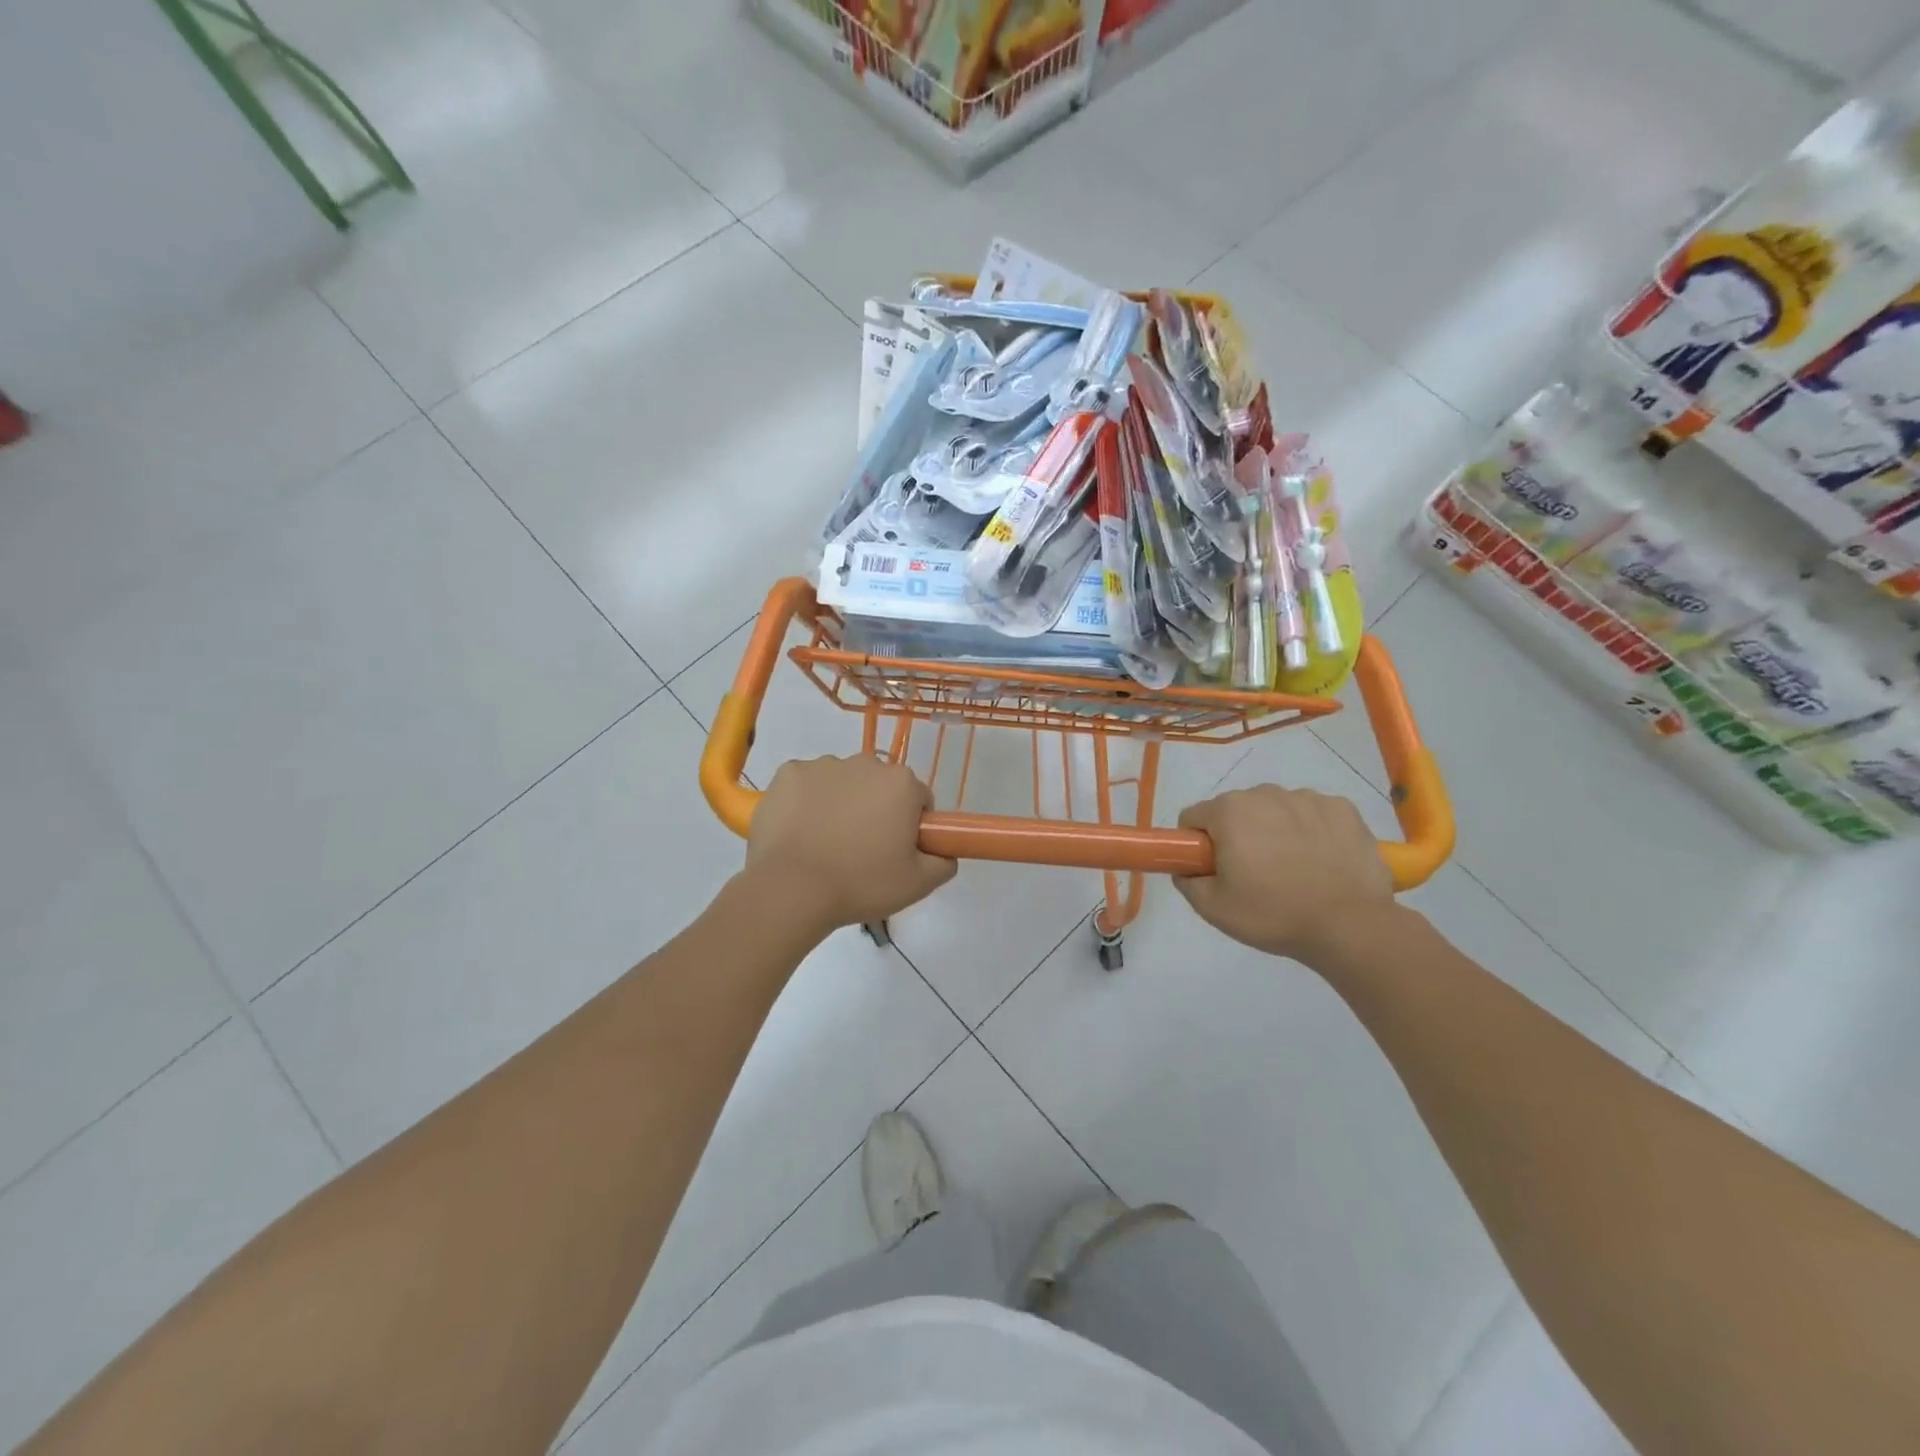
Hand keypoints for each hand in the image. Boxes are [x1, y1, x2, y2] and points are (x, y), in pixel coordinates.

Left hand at [746, 756, 956, 934]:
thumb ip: (943, 862)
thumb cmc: (860, 883)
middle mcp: (865, 762)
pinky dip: (806, 802)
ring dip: (840, 803)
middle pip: (879, 786)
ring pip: (842, 782)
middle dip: (875, 809)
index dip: (911, 826)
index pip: (918, 799)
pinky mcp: (788, 773)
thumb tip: (945, 852)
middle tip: (862, 851)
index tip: (897, 851)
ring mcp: (823, 765)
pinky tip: (800, 832)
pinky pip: (806, 784)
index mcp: (901, 783)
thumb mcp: (918, 884)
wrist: (791, 889)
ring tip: (826, 844)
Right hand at [1174, 785, 1392, 962]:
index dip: (1198, 845)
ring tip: (1293, 871)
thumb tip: (1186, 868)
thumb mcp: (1213, 908)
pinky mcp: (1343, 809)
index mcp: (1229, 811)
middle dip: (1238, 836)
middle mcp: (1265, 794)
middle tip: (1254, 876)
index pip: (1194, 818)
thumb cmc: (1273, 914)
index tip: (1214, 870)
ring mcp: (1308, 798)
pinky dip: (1312, 831)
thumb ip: (1187, 881)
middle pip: (1236, 810)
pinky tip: (1322, 861)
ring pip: (1276, 810)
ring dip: (1275, 831)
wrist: (1350, 926)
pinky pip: (1313, 813)